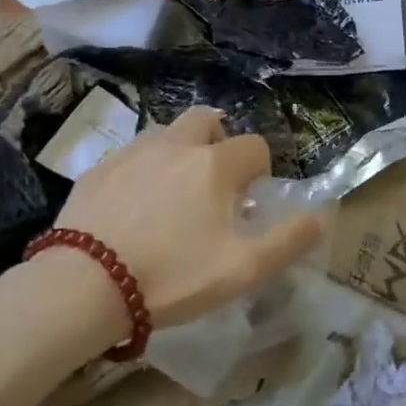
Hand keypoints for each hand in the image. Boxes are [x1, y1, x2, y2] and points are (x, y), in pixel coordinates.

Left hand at [51, 106, 323, 329]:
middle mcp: (177, 145)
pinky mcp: (98, 169)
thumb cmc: (173, 275)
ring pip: (167, 134)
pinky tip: (135, 208)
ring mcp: (133, 153)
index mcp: (215, 164)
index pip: (255, 146)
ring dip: (180, 152)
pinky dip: (144, 170)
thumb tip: (322, 216)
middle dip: (219, 142)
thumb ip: (288, 240)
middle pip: (207, 120)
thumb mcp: (243, 268)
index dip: (260, 172)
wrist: (84, 284)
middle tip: (214, 184)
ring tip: (175, 195)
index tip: (249, 204)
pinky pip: (132, 156)